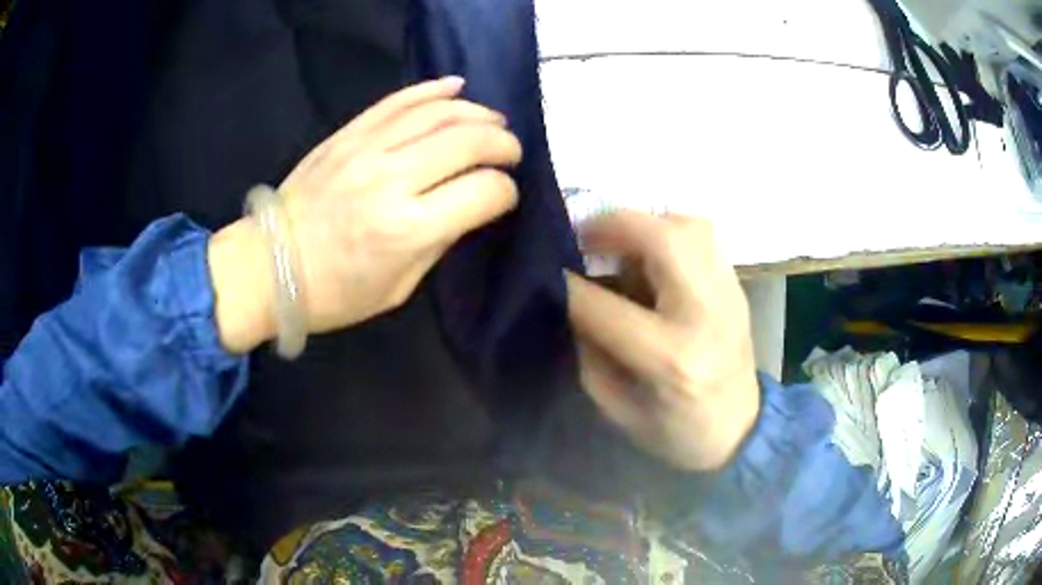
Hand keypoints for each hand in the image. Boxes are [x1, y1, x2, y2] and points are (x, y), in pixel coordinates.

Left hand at [211, 77, 521, 351]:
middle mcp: (392, 179)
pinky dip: (431, 90)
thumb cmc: (334, 292)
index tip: (504, 196)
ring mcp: (366, 149)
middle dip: (502, 143)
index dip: (506, 192)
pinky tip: (455, 87)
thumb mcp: (399, 286)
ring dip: (476, 112)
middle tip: (510, 151)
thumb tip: (471, 203)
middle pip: (468, 141)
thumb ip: (441, 240)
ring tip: (493, 121)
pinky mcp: (347, 134)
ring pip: (438, 112)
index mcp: (408, 229)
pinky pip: (397, 100)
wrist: (267, 266)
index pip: (484, 192)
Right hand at [565, 211, 759, 471]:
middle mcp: (705, 315)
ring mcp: (729, 295)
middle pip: (664, 241)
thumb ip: (589, 354)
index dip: (567, 286)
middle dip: (613, 226)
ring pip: (690, 227)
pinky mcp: (738, 287)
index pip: (605, 307)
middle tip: (584, 235)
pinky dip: (672, 231)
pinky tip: (655, 252)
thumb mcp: (618, 409)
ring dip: (647, 223)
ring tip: (621, 241)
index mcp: (671, 359)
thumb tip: (567, 300)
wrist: (740, 429)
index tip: (546, 274)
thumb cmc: (676, 432)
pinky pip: (706, 237)